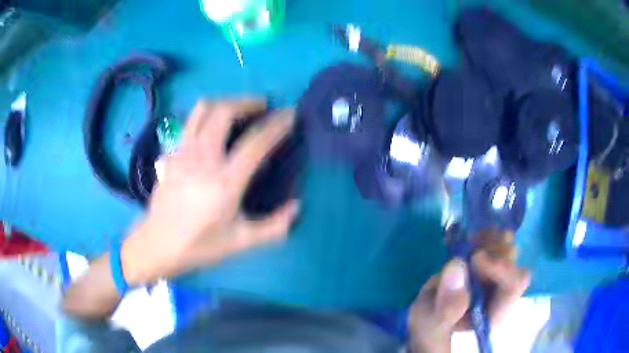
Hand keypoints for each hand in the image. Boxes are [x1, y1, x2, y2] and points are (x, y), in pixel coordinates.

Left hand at [121, 98, 298, 284]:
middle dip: (248, 102)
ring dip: (225, 102)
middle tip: (263, 107)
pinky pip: (190, 122)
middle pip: (224, 112)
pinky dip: (207, 115)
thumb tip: (296, 206)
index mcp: (224, 183)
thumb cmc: (199, 246)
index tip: (290, 113)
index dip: (277, 124)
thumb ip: (274, 226)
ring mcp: (183, 153)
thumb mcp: (241, 243)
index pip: (255, 142)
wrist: (157, 245)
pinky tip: (214, 129)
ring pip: (203, 109)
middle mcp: (202, 159)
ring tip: (239, 109)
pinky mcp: (171, 154)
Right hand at [408, 245, 529, 352]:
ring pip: (506, 244)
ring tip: (467, 241)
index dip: (501, 267)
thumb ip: (446, 305)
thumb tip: (458, 266)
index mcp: (496, 309)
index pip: (515, 282)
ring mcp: (497, 272)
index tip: (474, 259)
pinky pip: (495, 238)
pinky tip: (467, 238)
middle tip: (470, 246)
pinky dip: (482, 233)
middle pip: (512, 258)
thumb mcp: (432, 322)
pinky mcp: (489, 260)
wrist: (430, 312)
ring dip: (487, 238)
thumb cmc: (432, 322)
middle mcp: (503, 289)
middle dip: (492, 248)